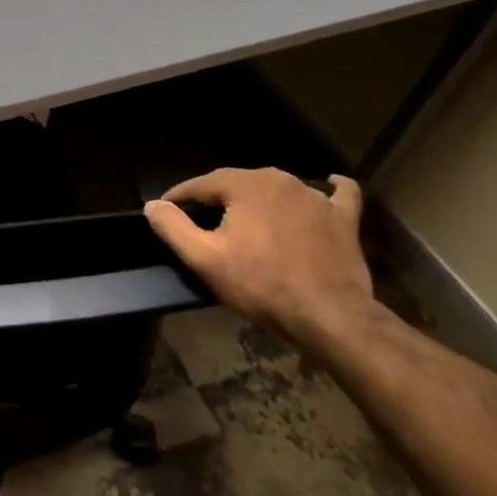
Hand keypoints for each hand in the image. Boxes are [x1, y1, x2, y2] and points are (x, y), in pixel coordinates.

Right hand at [144, 169, 375, 352]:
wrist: (329, 316)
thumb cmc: (260, 285)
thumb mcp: (204, 259)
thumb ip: (173, 227)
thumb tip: (153, 205)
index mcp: (245, 184)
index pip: (200, 184)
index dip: (179, 198)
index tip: (165, 212)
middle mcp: (281, 179)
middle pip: (237, 184)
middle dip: (217, 199)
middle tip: (202, 223)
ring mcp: (316, 197)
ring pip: (276, 189)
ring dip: (258, 200)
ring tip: (246, 222)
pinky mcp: (343, 218)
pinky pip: (335, 194)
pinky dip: (328, 190)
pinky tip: (325, 187)